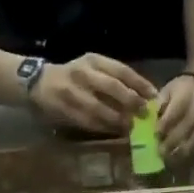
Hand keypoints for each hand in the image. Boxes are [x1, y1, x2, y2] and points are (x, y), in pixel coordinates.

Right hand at [29, 54, 157, 134]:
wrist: (39, 82)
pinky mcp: (66, 110)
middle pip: (113, 88)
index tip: (154, 96)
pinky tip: (115, 132)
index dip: (139, 84)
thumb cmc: (72, 76)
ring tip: (132, 127)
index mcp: (93, 60)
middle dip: (132, 102)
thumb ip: (113, 78)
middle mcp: (84, 74)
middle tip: (145, 114)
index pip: (121, 70)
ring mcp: (73, 93)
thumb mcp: (92, 67)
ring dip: (119, 120)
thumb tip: (141, 95)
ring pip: (101, 108)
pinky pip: (89, 122)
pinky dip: (104, 128)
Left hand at [155, 74, 193, 163]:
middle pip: (187, 126)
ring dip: (183, 150)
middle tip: (160, 152)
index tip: (155, 135)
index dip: (165, 125)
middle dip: (172, 141)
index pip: (175, 111)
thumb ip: (159, 104)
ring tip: (171, 159)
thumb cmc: (180, 91)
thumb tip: (150, 117)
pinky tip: (184, 159)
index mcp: (185, 93)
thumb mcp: (167, 91)